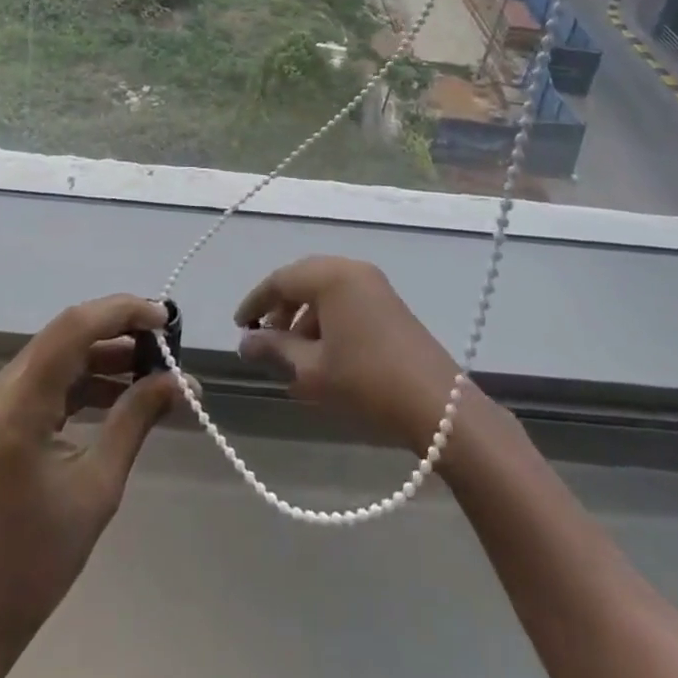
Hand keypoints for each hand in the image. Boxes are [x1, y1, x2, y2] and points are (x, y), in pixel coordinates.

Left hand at [0, 295, 181, 669]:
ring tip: (156, 368)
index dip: (123, 311)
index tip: (167, 319)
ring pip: (61, 352)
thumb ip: (136, 420)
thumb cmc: (36, 557)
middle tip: (168, 341)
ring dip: (107, 354)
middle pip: (68, 332)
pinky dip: (89, 378)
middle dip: (120, 328)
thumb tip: (180, 380)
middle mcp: (5, 385)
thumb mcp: (98, 487)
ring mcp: (1, 398)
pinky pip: (52, 378)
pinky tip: (124, 393)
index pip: (75, 327)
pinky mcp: (5, 414)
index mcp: (20, 400)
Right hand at [236, 256, 466, 450]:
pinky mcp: (389, 303)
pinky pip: (346, 300)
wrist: (438, 407)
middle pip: (303, 280)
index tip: (240, 326)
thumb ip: (275, 350)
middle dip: (280, 309)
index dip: (256, 302)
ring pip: (325, 291)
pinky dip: (327, 320)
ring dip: (304, 317)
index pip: (280, 280)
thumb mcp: (312, 370)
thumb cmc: (366, 382)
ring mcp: (374, 284)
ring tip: (293, 356)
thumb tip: (244, 343)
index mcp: (330, 275)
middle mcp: (351, 269)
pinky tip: (323, 356)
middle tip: (265, 339)